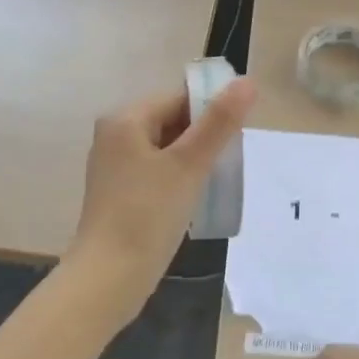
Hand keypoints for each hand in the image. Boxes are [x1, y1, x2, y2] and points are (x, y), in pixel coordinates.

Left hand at [66, 77, 254, 324]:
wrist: (110, 276)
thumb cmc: (148, 215)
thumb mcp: (189, 165)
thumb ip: (219, 123)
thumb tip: (248, 82)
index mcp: (125, 119)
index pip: (179, 98)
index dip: (212, 113)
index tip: (236, 139)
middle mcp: (114, 135)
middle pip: (172, 121)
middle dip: (203, 138)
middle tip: (228, 164)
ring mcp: (114, 166)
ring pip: (166, 149)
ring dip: (193, 161)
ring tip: (213, 182)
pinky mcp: (119, 192)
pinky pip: (156, 172)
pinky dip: (177, 179)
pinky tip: (193, 199)